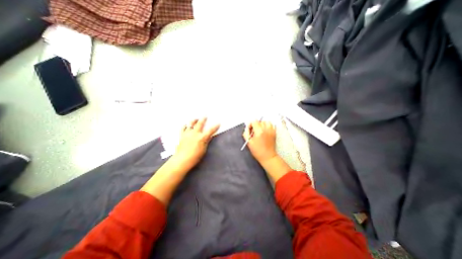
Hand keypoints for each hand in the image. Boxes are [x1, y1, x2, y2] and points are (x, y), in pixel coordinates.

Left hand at [172, 117, 220, 169]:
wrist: (182, 159)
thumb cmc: (195, 156)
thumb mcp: (203, 149)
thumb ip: (206, 141)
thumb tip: (209, 136)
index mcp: (202, 138)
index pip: (210, 130)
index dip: (215, 126)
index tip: (218, 123)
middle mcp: (195, 133)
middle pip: (200, 124)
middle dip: (203, 119)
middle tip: (205, 116)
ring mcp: (188, 134)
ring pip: (191, 124)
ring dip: (193, 121)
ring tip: (195, 119)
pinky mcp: (182, 135)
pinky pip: (183, 128)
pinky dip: (185, 126)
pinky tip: (186, 124)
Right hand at [242, 120, 276, 163]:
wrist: (268, 156)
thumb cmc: (257, 151)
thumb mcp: (249, 142)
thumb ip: (246, 133)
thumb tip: (247, 128)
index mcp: (259, 131)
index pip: (254, 121)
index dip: (251, 124)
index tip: (250, 129)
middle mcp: (266, 129)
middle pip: (260, 121)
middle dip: (256, 125)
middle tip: (254, 132)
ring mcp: (271, 130)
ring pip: (266, 122)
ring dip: (262, 124)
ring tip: (260, 130)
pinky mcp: (274, 133)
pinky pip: (271, 125)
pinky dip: (267, 126)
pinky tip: (265, 131)